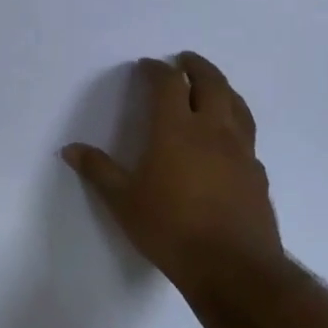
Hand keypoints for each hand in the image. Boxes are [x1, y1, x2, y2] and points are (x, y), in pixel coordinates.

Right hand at [63, 52, 281, 291]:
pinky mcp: (257, 174)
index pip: (169, 85)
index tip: (146, 65)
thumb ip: (98, 170)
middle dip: (197, 67)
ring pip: (237, 106)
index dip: (157, 70)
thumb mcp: (122, 200)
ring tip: (212, 86)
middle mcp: (213, 131)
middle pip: (212, 84)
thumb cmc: (169, 228)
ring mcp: (241, 152)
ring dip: (223, 88)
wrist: (232, 267)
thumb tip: (70, 149)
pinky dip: (235, 123)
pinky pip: (247, 136)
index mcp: (176, 130)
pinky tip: (228, 138)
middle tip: (185, 60)